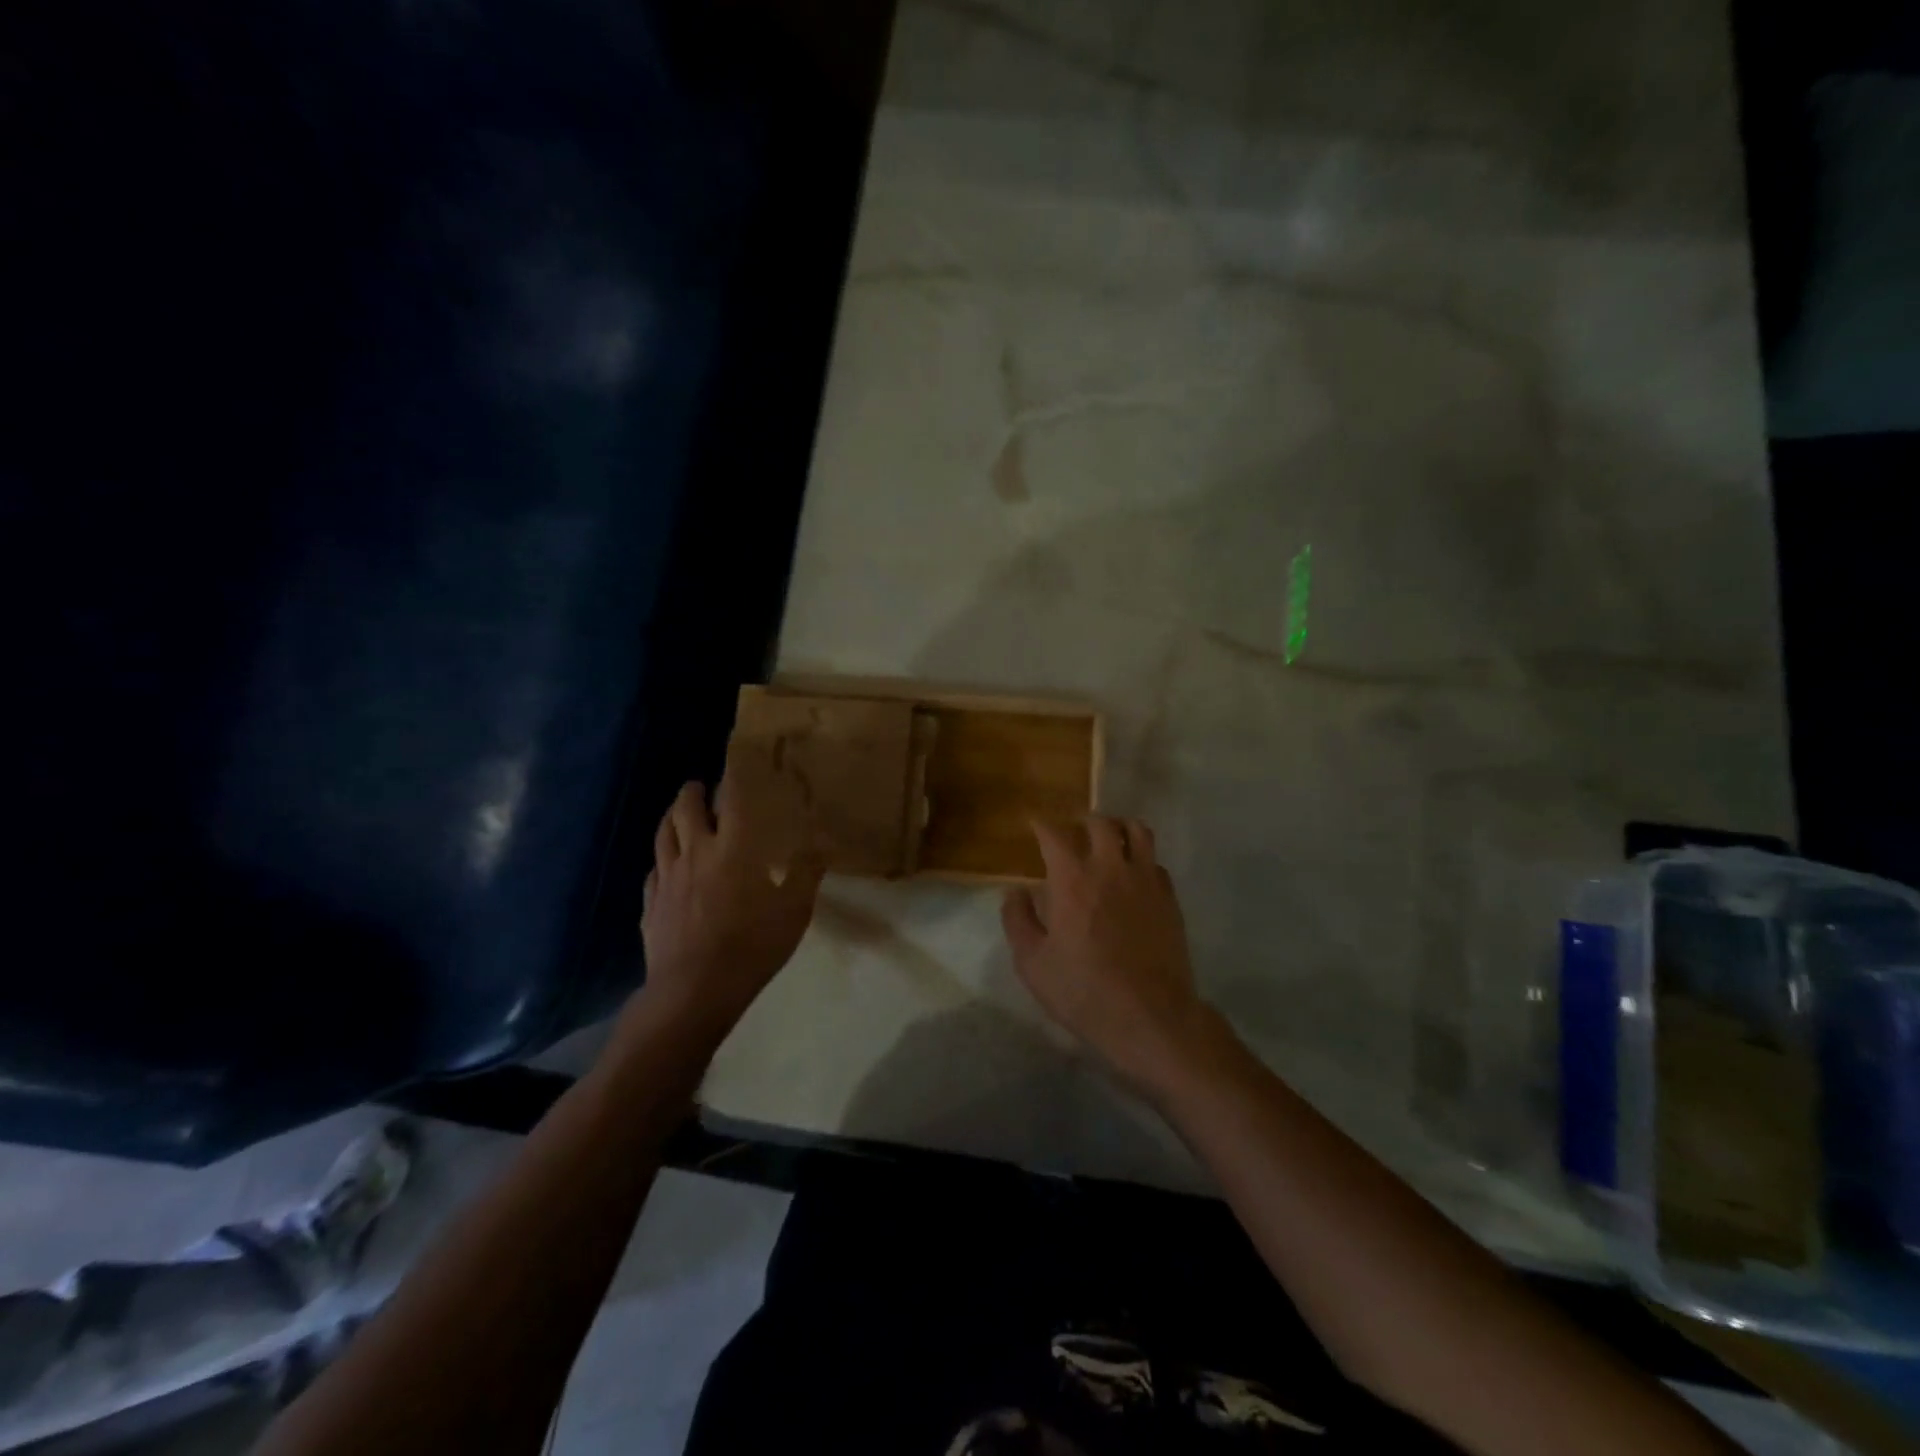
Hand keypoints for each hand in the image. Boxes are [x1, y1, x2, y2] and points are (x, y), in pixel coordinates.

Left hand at [639, 754, 823, 1041]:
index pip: (732, 797)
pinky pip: (654, 868)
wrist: (694, 989)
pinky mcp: (651, 901)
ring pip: (663, 832)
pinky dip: (663, 857)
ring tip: (680, 814)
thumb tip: (821, 843)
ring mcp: (668, 876)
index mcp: (734, 847)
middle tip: (703, 787)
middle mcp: (696, 851)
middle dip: (693, 791)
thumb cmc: (752, 945)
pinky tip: (668, 865)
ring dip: (672, 816)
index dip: (733, 774)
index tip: (736, 757)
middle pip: (686, 807)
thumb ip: (806, 872)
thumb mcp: (794, 910)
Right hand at [1002, 815, 1214, 1095]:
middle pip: (1100, 823)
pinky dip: (1142, 859)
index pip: (1054, 833)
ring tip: (1109, 840)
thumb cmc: (1083, 991)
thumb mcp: (1033, 963)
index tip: (1034, 824)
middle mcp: (1111, 868)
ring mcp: (1146, 881)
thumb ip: (1018, 920)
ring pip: (1137, 831)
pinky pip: (1156, 862)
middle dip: (1082, 821)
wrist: (1150, 1018)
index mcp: (1072, 879)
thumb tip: (1015, 891)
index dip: (1041, 824)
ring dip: (1119, 828)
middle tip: (1073, 832)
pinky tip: (1133, 877)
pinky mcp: (1170, 899)